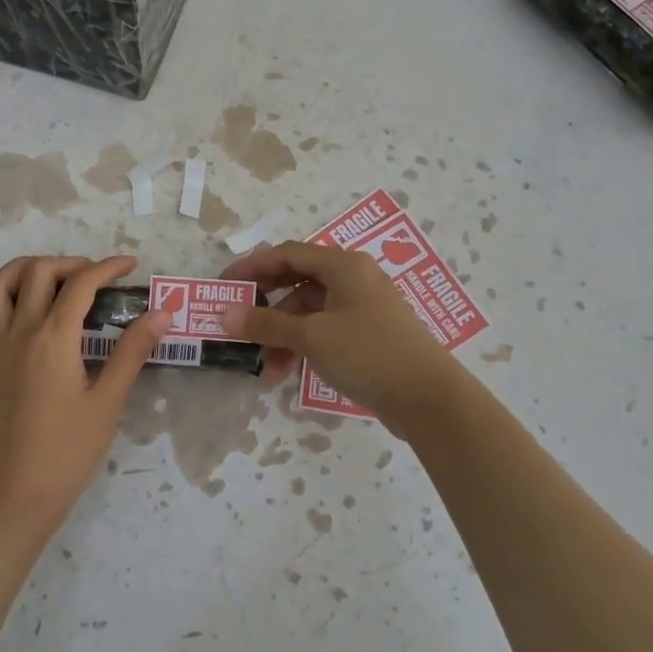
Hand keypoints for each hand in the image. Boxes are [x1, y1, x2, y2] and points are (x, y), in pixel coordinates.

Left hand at [0, 256, 171, 532]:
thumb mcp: (109, 400)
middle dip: (71, 263)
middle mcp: (21, 332)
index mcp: (54, 338)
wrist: (20, 494)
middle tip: (98, 278)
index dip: (108, 267)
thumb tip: (161, 312)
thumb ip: (132, 350)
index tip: (132, 266)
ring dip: (23, 268)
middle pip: (39, 273)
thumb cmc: (70, 450)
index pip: (81, 284)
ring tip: (51, 274)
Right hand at [220, 241, 471, 422]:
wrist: (429, 398)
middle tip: (237, 325)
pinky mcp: (369, 335)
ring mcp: (363, 308)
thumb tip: (224, 315)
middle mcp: (354, 279)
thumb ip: (266, 324)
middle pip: (297, 283)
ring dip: (283, 337)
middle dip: (266, 308)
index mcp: (343, 265)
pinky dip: (303, 347)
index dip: (251, 267)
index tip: (223, 286)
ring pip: (310, 312)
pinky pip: (325, 331)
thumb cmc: (368, 353)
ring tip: (264, 369)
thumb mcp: (311, 336)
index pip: (287, 254)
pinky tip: (286, 374)